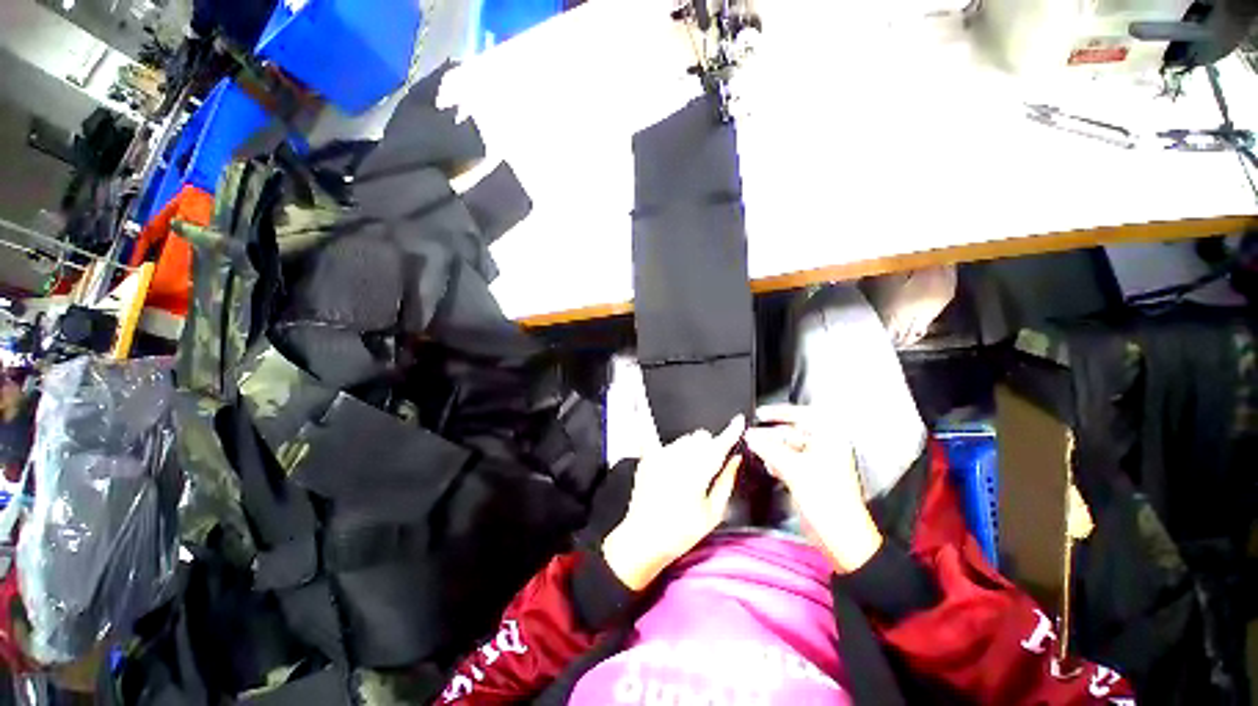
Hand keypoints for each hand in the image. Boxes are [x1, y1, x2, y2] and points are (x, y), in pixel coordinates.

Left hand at [602, 416, 744, 589]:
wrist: (644, 539)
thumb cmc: (679, 532)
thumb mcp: (713, 513)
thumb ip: (726, 481)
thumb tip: (735, 460)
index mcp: (698, 472)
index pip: (719, 444)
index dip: (731, 431)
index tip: (738, 422)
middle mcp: (679, 458)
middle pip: (701, 437)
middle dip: (709, 446)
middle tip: (708, 467)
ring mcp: (661, 455)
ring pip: (684, 438)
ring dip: (691, 447)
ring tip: (687, 473)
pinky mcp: (647, 457)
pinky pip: (654, 435)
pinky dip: (663, 438)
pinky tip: (654, 428)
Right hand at [743, 405, 882, 573]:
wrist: (841, 537)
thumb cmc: (828, 501)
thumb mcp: (793, 469)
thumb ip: (768, 448)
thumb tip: (750, 436)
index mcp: (830, 440)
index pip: (803, 415)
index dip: (780, 412)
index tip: (761, 414)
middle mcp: (826, 448)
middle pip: (794, 432)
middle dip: (772, 434)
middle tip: (752, 435)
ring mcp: (819, 463)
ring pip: (790, 448)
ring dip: (773, 449)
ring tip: (756, 450)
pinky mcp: (812, 477)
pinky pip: (791, 462)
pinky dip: (778, 461)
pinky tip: (769, 465)